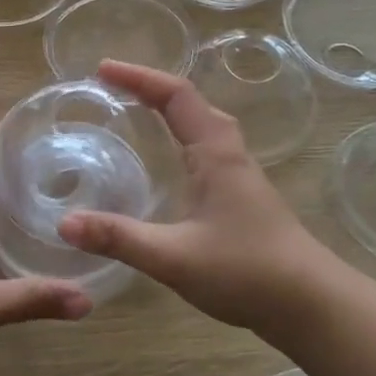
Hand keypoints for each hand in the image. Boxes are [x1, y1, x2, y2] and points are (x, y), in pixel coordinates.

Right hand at [57, 60, 327, 335]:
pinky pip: (205, 148)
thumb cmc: (247, 271)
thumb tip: (64, 223)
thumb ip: (119, 238)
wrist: (312, 305)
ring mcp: (239, 176)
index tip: (101, 70)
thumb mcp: (173, 256)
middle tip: (111, 87)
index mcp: (215, 154)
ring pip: (202, 125)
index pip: (176, 96)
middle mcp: (229, 155)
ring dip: (169, 110)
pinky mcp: (242, 197)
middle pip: (191, 103)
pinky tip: (169, 162)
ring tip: (134, 112)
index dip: (139, 77)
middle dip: (150, 87)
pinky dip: (180, 137)